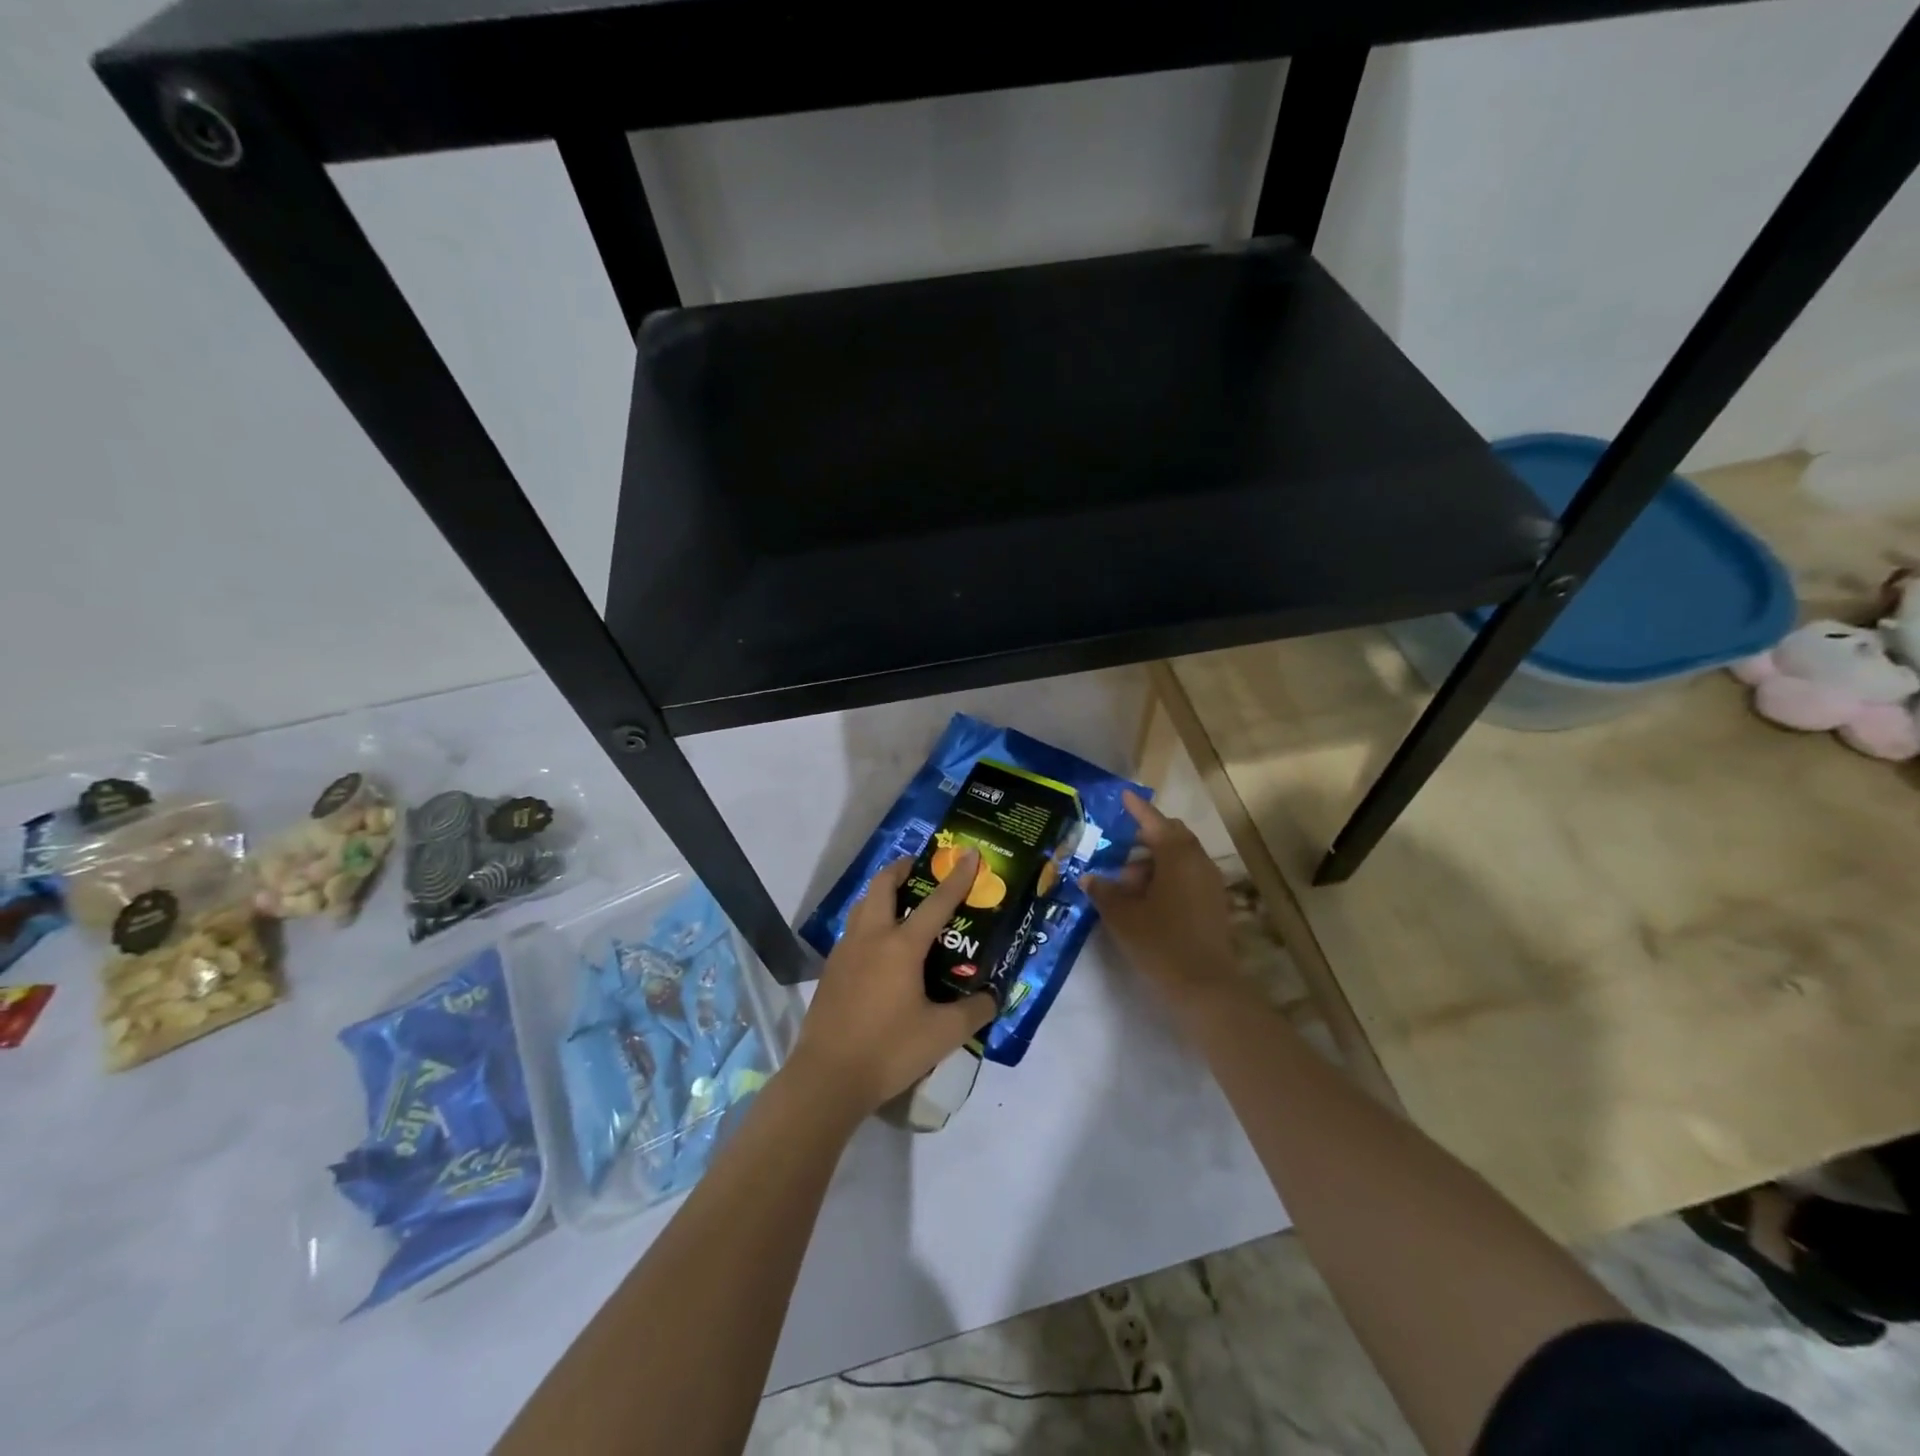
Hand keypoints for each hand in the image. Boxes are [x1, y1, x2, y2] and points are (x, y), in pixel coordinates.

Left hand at [788, 851, 998, 1117]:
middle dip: (902, 869)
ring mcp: (845, 951)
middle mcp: (871, 937)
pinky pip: (853, 930)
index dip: (957, 877)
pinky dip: (869, 920)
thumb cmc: (889, 1050)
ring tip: (901, 902)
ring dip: (881, 893)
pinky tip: (879, 946)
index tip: (970, 853)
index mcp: (901, 946)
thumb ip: (974, 1012)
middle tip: (920, 869)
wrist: (827, 1077)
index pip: (936, 902)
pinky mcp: (831, 970)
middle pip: (882, 886)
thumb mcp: (943, 1035)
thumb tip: (992, 998)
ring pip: (862, 905)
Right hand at [1086, 790, 1238, 1002]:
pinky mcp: (1215, 904)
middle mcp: (1198, 861)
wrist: (1205, 986)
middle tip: (1119, 852)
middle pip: (1171, 837)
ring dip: (1154, 863)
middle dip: (1145, 839)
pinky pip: (1188, 878)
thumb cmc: (1160, 942)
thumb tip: (1090, 878)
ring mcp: (1211, 883)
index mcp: (1176, 855)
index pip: (1154, 821)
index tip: (1124, 797)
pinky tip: (1148, 902)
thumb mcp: (1122, 916)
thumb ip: (1104, 891)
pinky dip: (1168, 879)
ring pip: (1180, 859)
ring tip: (1127, 886)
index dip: (1137, 809)